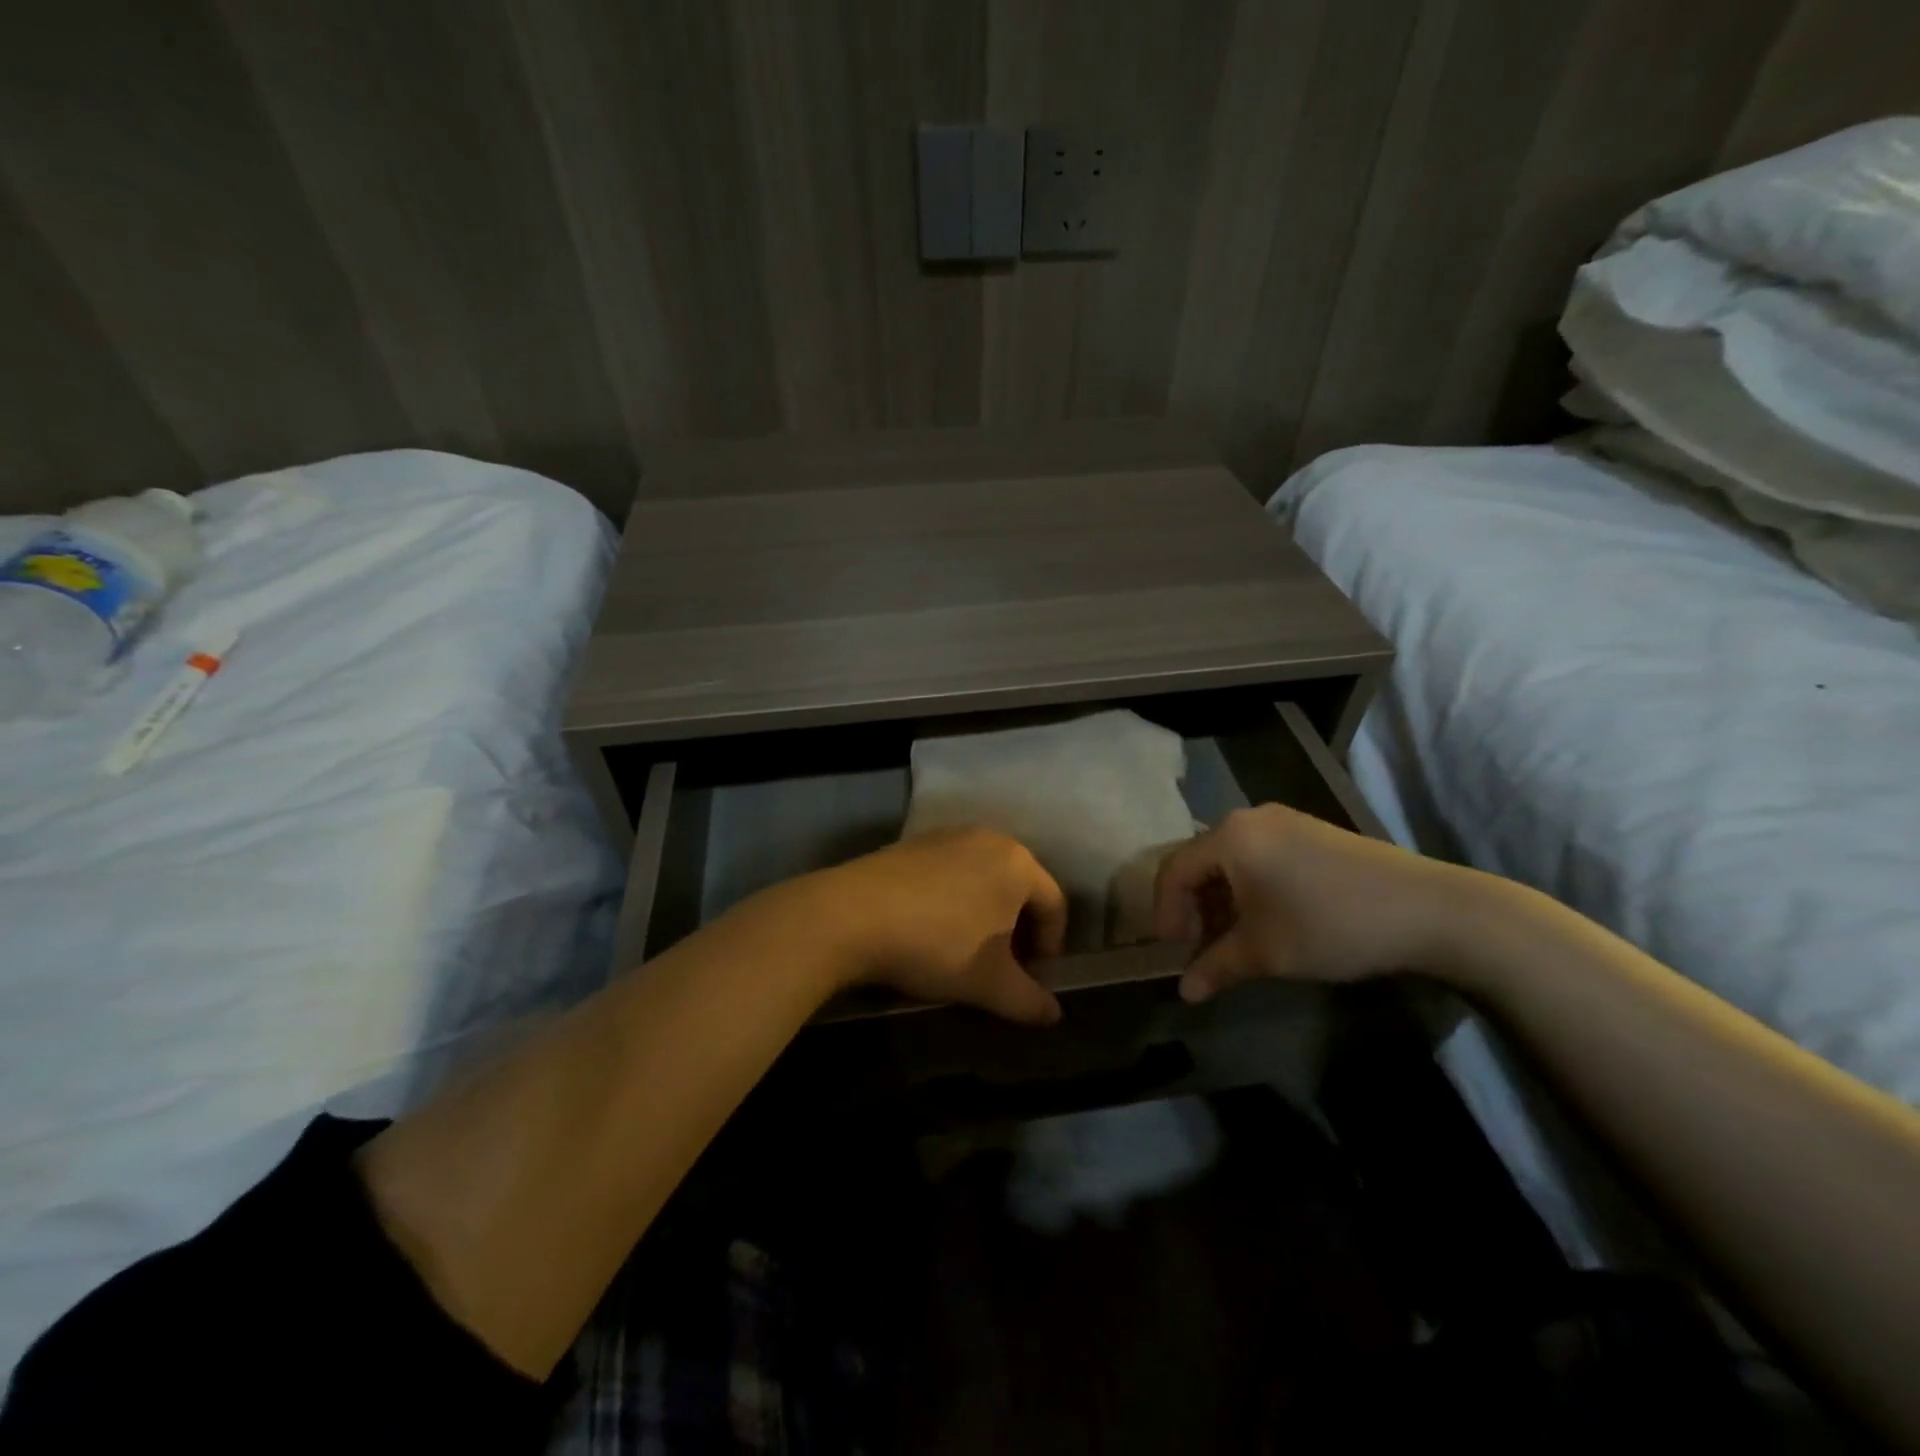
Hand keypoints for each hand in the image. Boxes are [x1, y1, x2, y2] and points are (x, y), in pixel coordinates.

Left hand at [810, 827, 1067, 1025]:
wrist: (850, 915)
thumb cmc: (936, 944)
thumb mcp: (989, 983)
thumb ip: (1029, 1001)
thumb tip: (1054, 1015)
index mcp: (1017, 862)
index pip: (1054, 905)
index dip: (1051, 948)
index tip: (1032, 981)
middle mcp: (987, 838)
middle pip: (1019, 888)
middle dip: (1017, 931)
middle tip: (1003, 969)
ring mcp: (946, 835)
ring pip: (982, 879)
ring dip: (984, 916)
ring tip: (966, 952)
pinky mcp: (911, 843)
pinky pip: (948, 873)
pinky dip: (952, 901)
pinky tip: (930, 930)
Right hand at [1152, 804, 1474, 1002]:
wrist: (1430, 910)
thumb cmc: (1330, 925)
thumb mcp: (1265, 952)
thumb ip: (1216, 968)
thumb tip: (1184, 992)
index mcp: (1230, 837)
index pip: (1174, 870)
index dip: (1166, 913)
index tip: (1175, 952)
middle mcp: (1250, 819)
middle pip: (1201, 861)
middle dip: (1194, 908)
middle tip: (1201, 949)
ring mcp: (1285, 822)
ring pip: (1232, 860)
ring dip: (1222, 901)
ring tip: (1233, 941)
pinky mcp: (1313, 833)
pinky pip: (1261, 857)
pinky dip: (1250, 889)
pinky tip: (1267, 920)